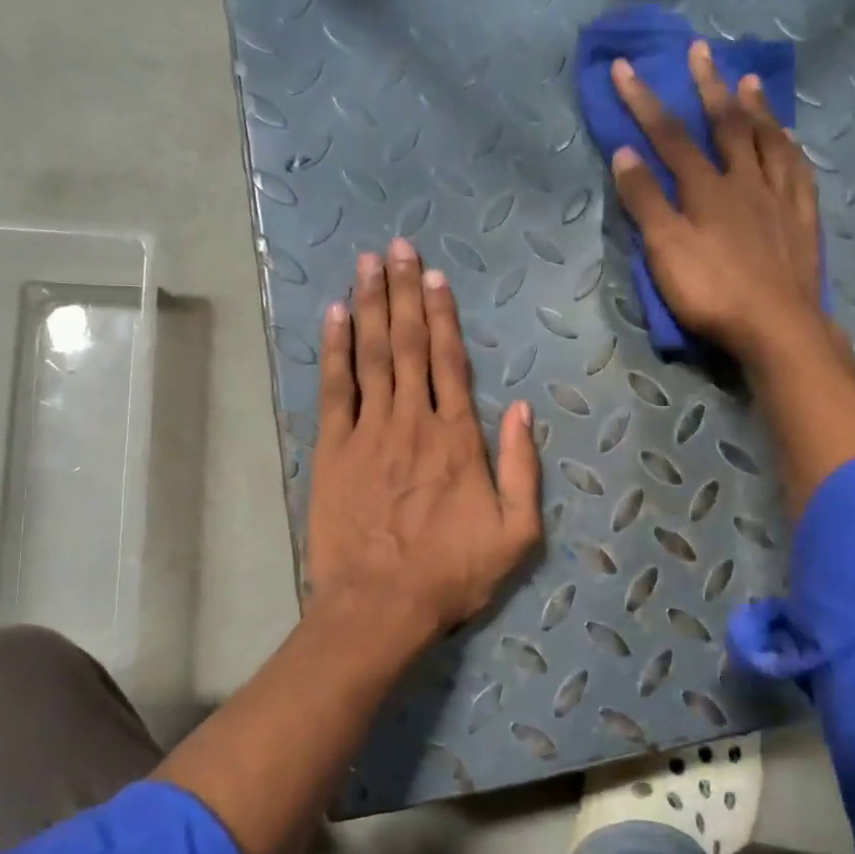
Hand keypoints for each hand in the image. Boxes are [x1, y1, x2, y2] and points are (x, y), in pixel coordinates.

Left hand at [305, 237, 542, 648]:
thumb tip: (522, 408)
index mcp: (457, 437)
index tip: (434, 275)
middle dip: (403, 292)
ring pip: (371, 356)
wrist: (380, 605)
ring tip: (367, 264)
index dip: (442, 314)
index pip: (449, 361)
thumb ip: (522, 467)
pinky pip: (334, 390)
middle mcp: (412, 421)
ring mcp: (367, 432)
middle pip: (407, 344)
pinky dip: (334, 351)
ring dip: (370, 306)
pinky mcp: (332, 451)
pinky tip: (334, 316)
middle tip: (396, 247)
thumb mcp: (517, 533)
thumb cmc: (452, 573)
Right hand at [613, 40, 854, 513]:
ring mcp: (780, 197)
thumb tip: (625, 153)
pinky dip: (789, 145)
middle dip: (707, 86)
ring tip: (747, 80)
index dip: (644, 102)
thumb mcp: (666, 252)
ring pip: (768, 140)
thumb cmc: (713, 293)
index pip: (668, 137)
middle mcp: (745, 181)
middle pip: (725, 125)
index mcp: (706, 189)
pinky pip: (798, 169)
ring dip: (754, 107)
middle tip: (700, 50)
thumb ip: (645, 202)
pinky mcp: (803, 218)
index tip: (624, 68)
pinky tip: (788, 139)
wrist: (777, 327)